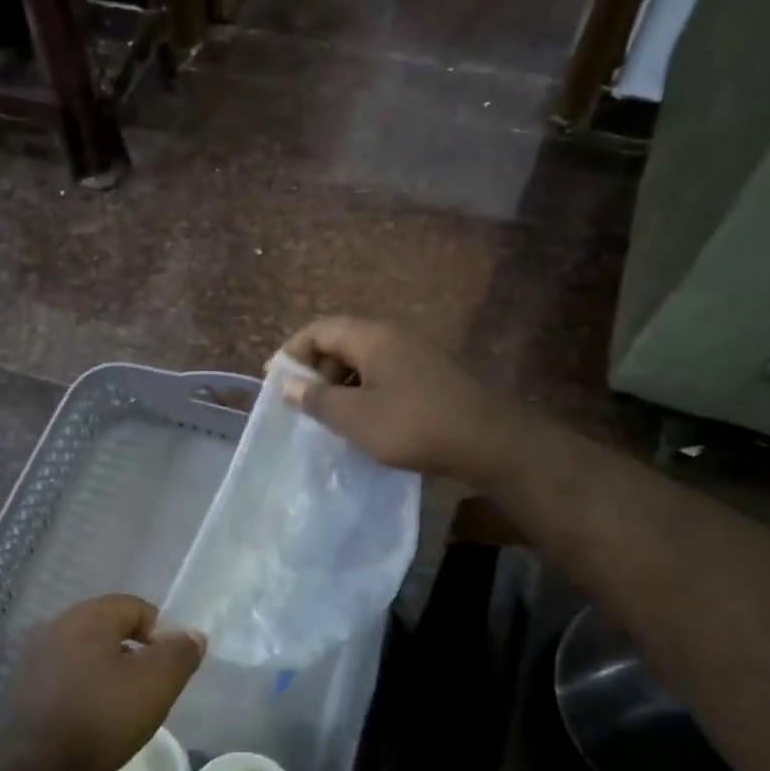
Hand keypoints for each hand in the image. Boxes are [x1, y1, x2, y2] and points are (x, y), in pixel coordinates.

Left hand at [0, 595, 203, 770]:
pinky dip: (85, 695)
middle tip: (150, 688)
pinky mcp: (22, 695)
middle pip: (108, 630)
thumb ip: (180, 653)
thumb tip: (192, 635)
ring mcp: (32, 663)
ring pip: (85, 658)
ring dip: (109, 675)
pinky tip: (95, 724)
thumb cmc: (100, 719)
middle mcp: (53, 630)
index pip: (134, 606)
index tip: (170, 667)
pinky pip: (65, 682)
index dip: (160, 631)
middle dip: (134, 654)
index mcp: (84, 617)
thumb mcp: (156, 683)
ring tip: (125, 710)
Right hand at [279, 316, 515, 480]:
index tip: (276, 382)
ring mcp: (418, 354)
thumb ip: (318, 399)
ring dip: (340, 383)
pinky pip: (386, 374)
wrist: (492, 441)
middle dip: (316, 369)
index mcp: (373, 337)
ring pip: (365, 360)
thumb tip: (288, 385)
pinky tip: (364, 421)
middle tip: (302, 403)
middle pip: (342, 341)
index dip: (292, 352)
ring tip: (329, 416)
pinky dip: (365, 391)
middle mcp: (395, 336)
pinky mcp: (432, 376)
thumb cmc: (416, 425)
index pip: (320, 329)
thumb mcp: (357, 418)